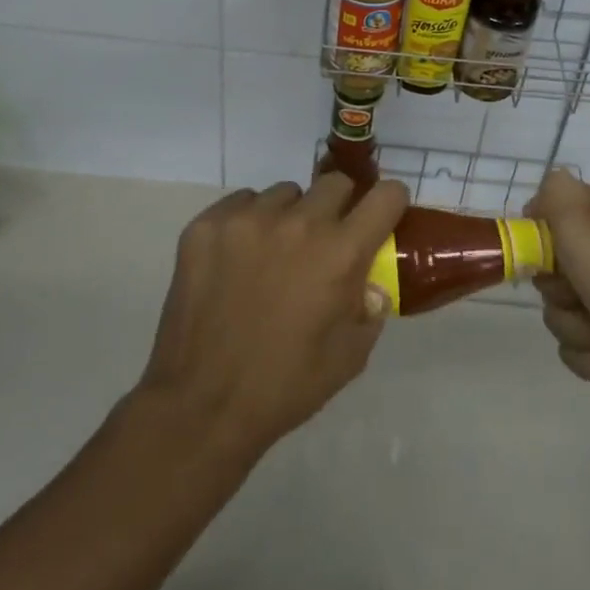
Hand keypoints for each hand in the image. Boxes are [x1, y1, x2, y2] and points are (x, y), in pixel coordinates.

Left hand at [137, 174, 409, 455]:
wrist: (200, 406)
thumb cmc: (284, 386)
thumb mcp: (350, 357)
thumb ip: (370, 308)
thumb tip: (371, 281)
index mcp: (340, 253)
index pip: (386, 195)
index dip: (389, 204)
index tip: (382, 218)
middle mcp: (299, 223)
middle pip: (335, 183)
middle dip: (339, 207)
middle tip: (324, 242)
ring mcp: (248, 219)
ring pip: (285, 193)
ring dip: (290, 216)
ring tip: (273, 255)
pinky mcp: (207, 225)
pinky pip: (242, 203)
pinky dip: (248, 223)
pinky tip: (238, 260)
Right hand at [527, 171, 589, 420]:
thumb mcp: (584, 225)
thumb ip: (555, 195)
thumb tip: (545, 188)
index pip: (545, 211)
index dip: (538, 234)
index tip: (542, 251)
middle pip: (546, 267)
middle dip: (557, 288)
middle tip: (580, 291)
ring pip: (557, 311)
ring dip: (576, 327)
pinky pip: (576, 347)